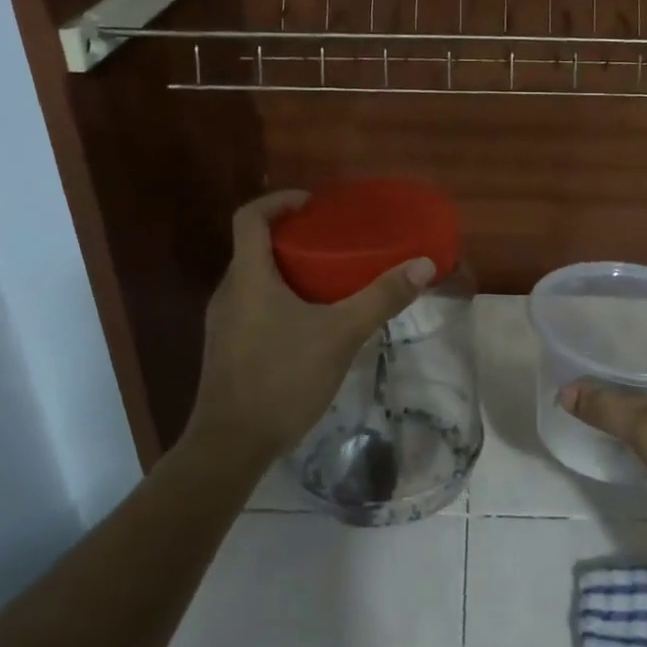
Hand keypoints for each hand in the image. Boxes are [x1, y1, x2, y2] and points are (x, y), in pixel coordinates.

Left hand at [189, 190, 435, 466]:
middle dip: (293, 237)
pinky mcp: (227, 349)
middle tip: (334, 242)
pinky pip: (254, 307)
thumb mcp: (340, 334)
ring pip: (255, 279)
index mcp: (248, 277)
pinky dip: (280, 299)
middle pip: (255, 247)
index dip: (280, 200)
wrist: (230, 446)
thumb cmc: (281, 379)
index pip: (251, 217)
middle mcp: (229, 292)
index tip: (314, 204)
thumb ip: (381, 298)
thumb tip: (423, 264)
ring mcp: (223, 323)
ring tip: (329, 280)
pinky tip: (311, 325)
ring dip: (288, 271)